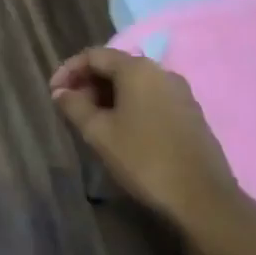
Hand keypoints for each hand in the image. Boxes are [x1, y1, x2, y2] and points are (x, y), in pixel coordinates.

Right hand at [50, 47, 235, 222]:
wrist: (202, 198)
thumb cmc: (144, 159)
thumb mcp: (99, 133)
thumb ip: (74, 106)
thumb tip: (60, 92)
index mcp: (137, 69)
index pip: (93, 55)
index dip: (68, 70)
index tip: (53, 93)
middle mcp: (161, 72)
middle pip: (115, 66)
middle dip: (88, 83)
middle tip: (70, 109)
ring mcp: (180, 92)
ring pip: (134, 84)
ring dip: (108, 96)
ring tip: (91, 122)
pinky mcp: (190, 113)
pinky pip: (151, 98)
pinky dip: (130, 106)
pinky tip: (121, 131)